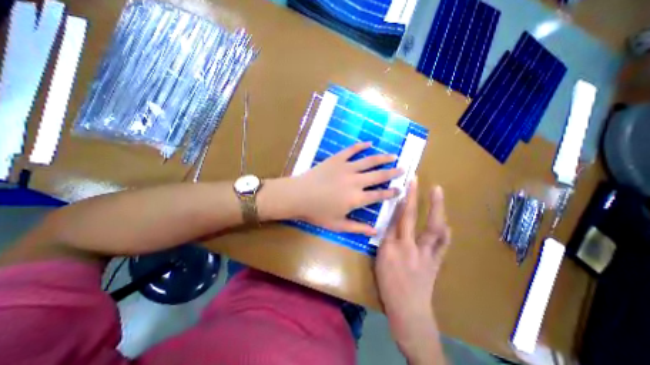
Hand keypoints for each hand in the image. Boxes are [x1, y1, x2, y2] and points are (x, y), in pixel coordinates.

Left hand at [289, 141, 401, 234]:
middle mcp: (356, 182)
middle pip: (379, 176)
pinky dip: (361, 146)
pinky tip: (369, 143)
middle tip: (403, 169)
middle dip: (393, 173)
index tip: (401, 189)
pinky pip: (351, 150)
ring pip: (369, 161)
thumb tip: (375, 231)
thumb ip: (357, 228)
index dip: (391, 192)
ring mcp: (346, 168)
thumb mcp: (337, 225)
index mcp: (356, 198)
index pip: (379, 195)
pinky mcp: (337, 159)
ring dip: (383, 158)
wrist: (298, 195)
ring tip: (393, 156)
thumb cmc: (317, 212)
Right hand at [373, 180, 450, 361]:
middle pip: (410, 217)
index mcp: (390, 247)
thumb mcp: (379, 261)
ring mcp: (426, 253)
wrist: (409, 311)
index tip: (399, 187)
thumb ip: (385, 241)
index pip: (392, 219)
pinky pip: (443, 242)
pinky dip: (445, 229)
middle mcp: (408, 246)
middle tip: (417, 180)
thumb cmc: (388, 287)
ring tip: (438, 192)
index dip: (396, 201)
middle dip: (413, 196)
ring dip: (436, 207)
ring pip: (432, 226)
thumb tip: (391, 224)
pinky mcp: (436, 261)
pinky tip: (445, 221)